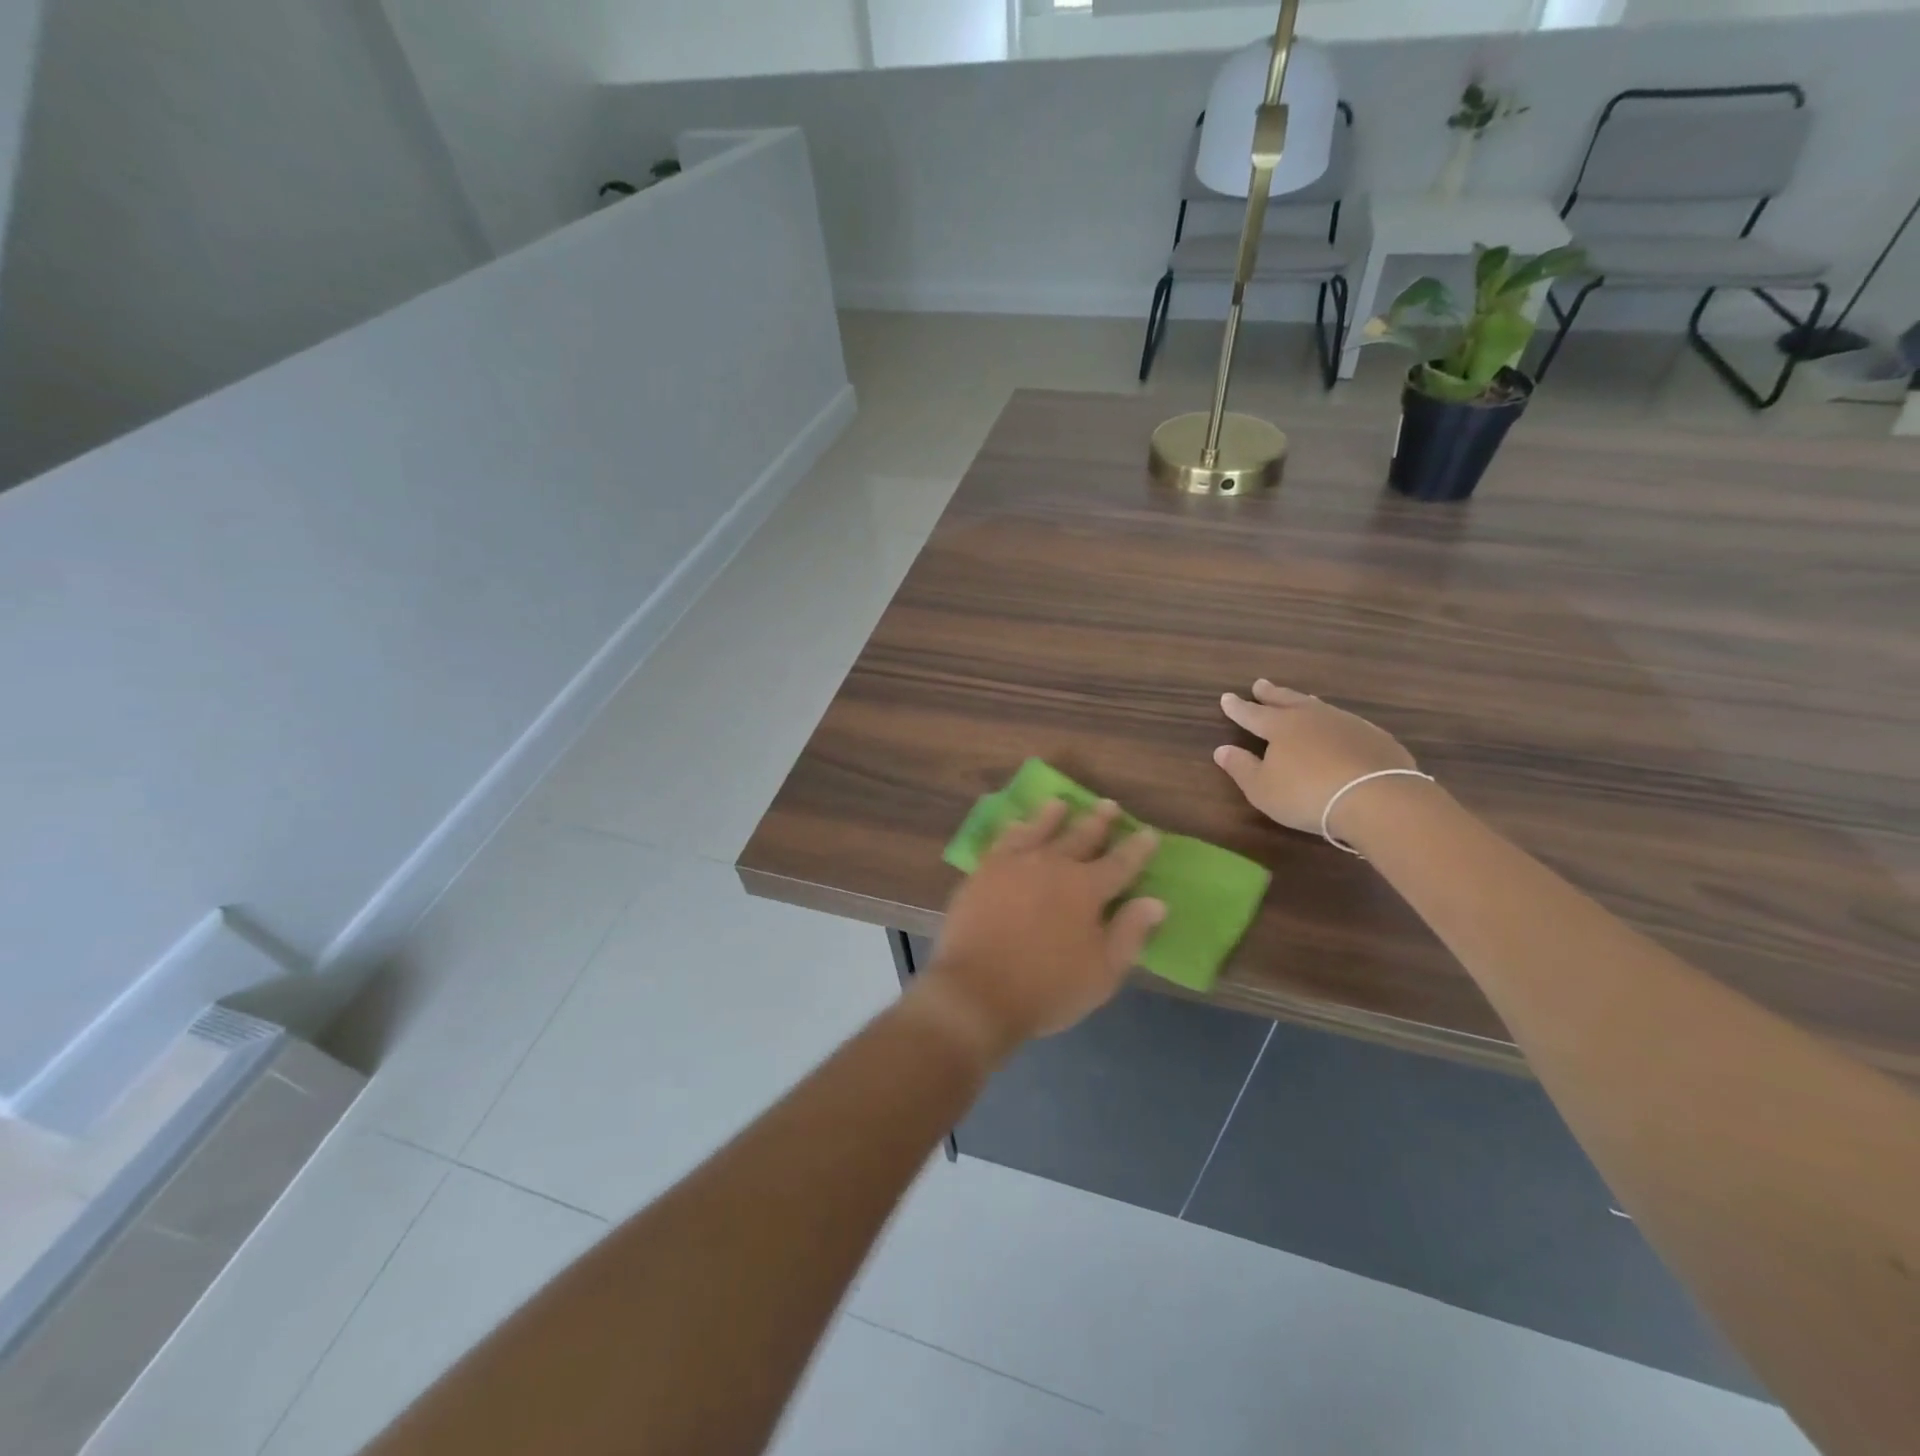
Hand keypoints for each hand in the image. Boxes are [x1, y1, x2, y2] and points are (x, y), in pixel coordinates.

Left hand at [915, 800, 1164, 1061]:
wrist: (977, 991)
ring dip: (1053, 816)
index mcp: (1086, 888)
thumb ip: (1129, 933)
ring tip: (1060, 804)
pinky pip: (1004, 840)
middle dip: (1098, 821)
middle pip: (1081, 836)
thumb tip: (1155, 902)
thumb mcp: (1102, 973)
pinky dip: (1014, 829)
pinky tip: (1017, 825)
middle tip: (1108, 805)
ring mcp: (1015, 863)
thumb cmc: (1047, 988)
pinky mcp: (984, 871)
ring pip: (1039, 829)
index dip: (1137, 849)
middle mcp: (1053, 865)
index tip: (1149, 833)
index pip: (1121, 863)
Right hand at [1213, 681, 1420, 842]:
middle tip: (1260, 684)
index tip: (1227, 697)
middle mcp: (1312, 717)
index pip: (1252, 713)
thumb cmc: (1307, 795)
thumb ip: (1241, 768)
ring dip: (1305, 702)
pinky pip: (1347, 723)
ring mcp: (1347, 724)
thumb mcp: (1262, 789)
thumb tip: (1222, 749)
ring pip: (1319, 707)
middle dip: (1271, 693)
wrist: (1376, 798)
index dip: (1238, 707)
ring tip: (1300, 699)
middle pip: (1287, 700)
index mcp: (1281, 727)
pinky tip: (1340, 729)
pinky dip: (1336, 723)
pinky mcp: (1375, 737)